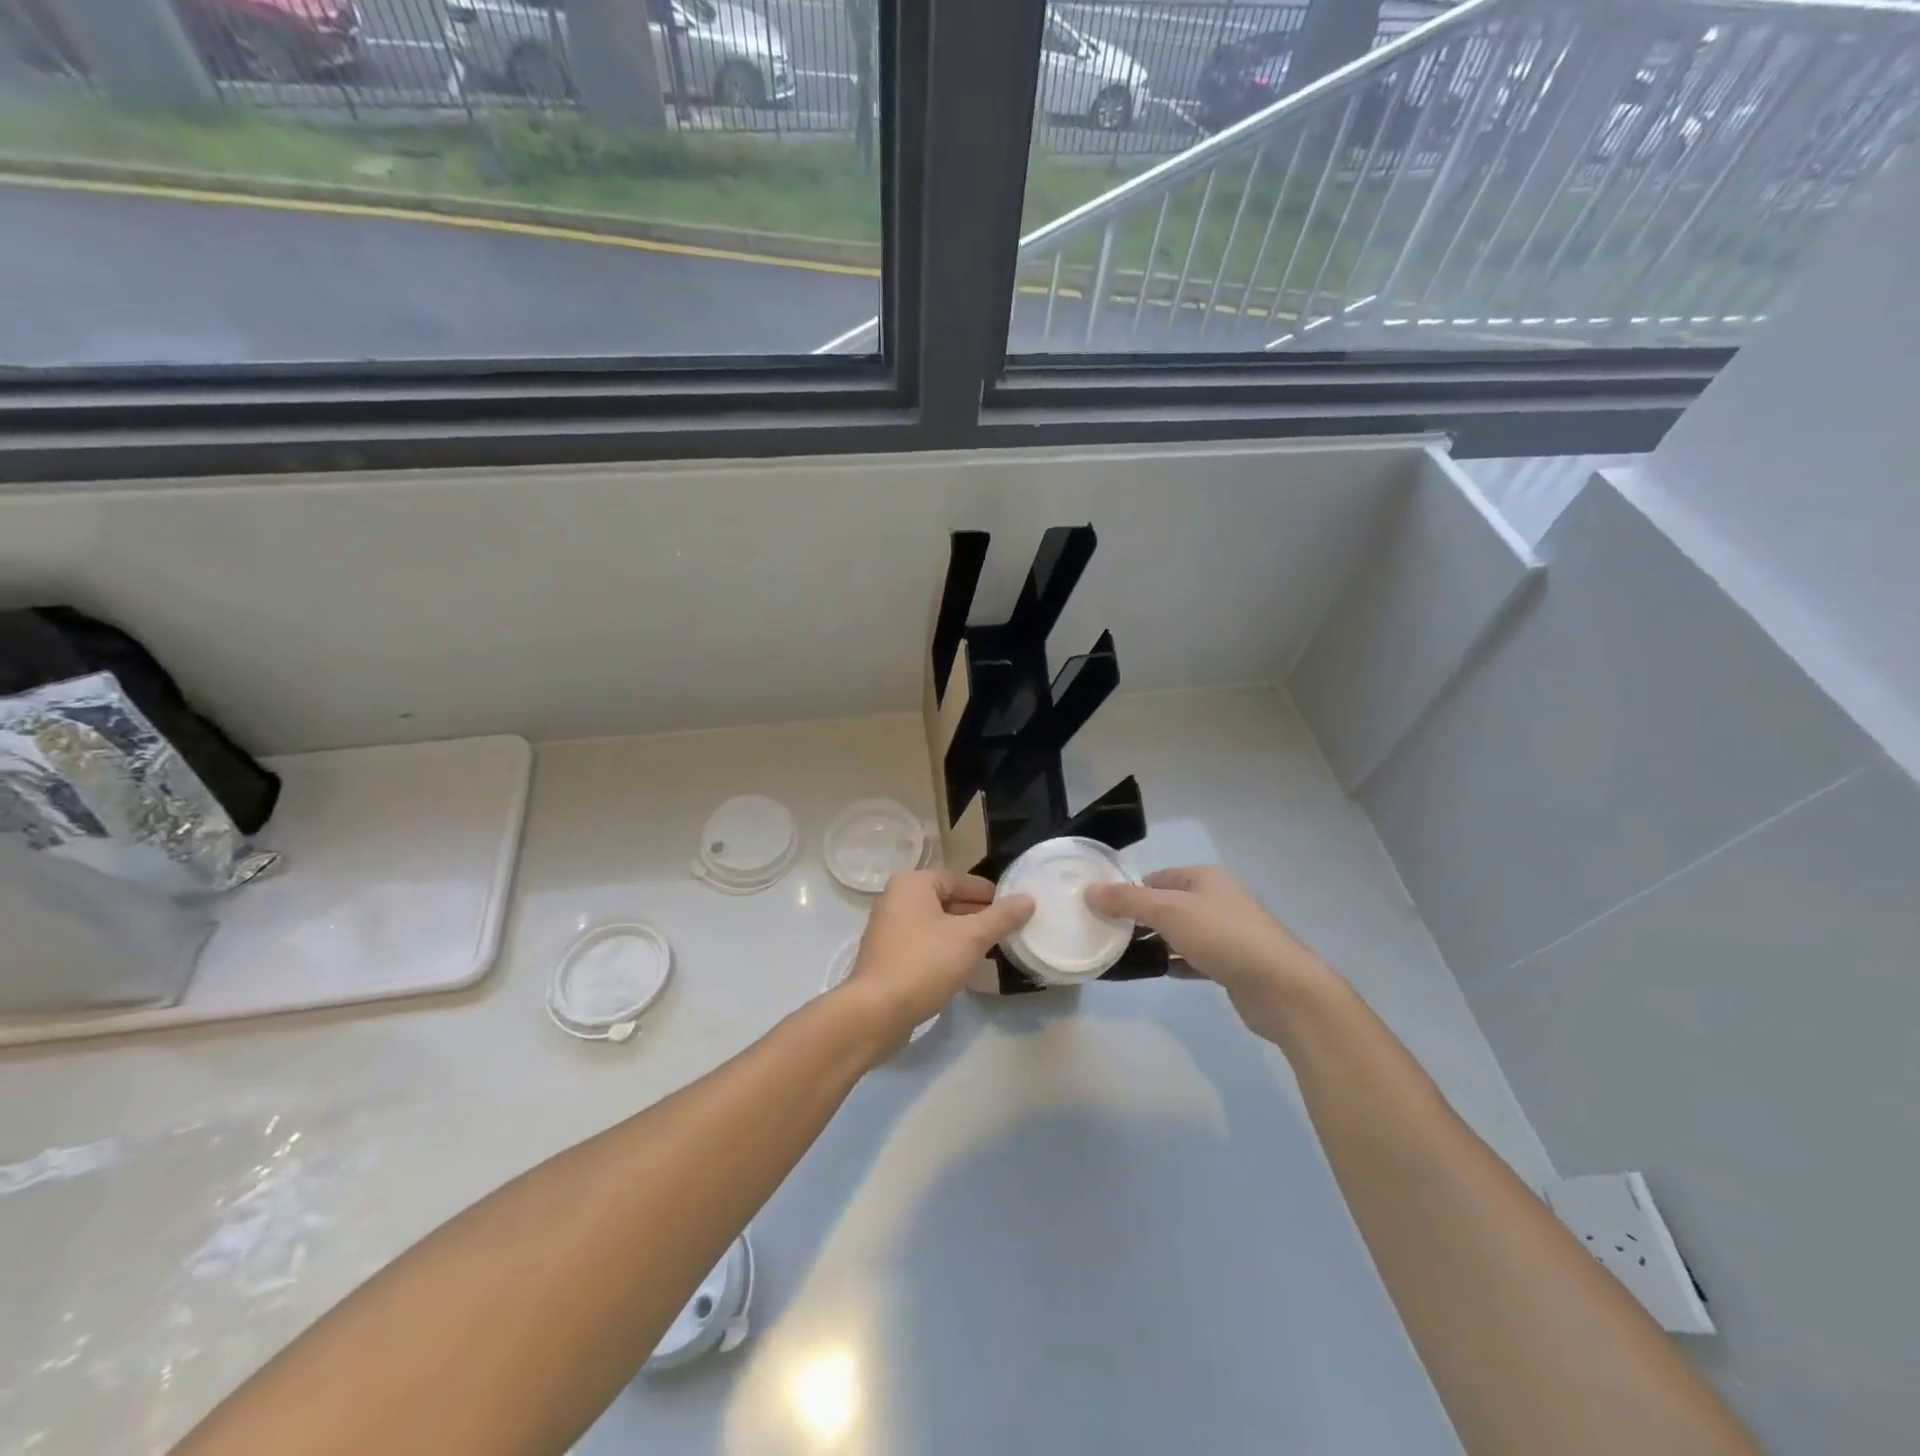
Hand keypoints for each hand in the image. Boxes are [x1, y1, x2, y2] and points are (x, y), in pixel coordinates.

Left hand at [838, 871, 1033, 1051]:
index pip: (958, 879)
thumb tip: (1028, 899)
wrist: (875, 1012)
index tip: (1012, 907)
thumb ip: (1001, 917)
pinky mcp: (886, 957)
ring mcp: (888, 929)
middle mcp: (895, 899)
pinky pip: (923, 943)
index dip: (987, 892)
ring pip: (935, 923)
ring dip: (961, 933)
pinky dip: (944, 949)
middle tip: (1006, 928)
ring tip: (990, 947)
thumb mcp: (971, 938)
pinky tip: (963, 966)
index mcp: (912, 884)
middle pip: (945, 900)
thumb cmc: (924, 963)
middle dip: (976, 914)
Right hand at [1086, 866, 1332, 1044]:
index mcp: (1203, 878)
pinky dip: (1176, 963)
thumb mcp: (1168, 911)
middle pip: (1166, 905)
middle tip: (1108, 935)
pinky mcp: (1231, 964)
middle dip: (1140, 919)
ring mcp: (1225, 933)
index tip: (1101, 910)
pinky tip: (1159, 973)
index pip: (1155, 878)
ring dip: (1156, 943)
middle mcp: (1215, 900)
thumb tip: (1090, 890)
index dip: (1128, 891)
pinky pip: (1193, 957)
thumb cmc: (1222, 937)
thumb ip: (1127, 901)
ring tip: (1125, 956)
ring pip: (1180, 933)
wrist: (1281, 987)